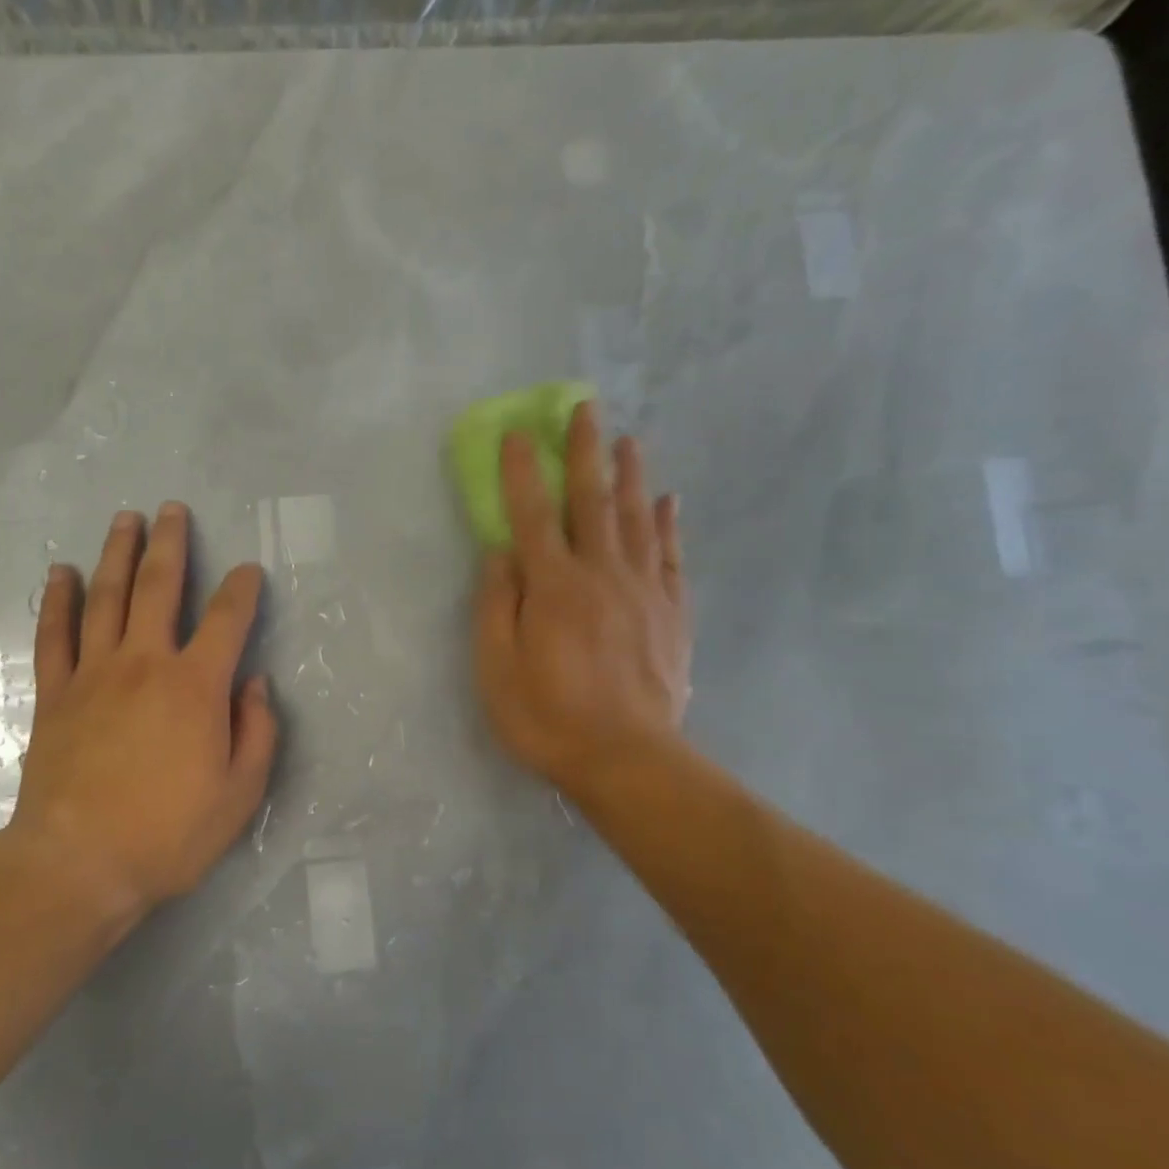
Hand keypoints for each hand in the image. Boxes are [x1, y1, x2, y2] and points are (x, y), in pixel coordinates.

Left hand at [9, 503, 277, 915]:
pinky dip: (58, 600)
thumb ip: (257, 731)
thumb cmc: (169, 834)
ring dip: (116, 554)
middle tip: (171, 510)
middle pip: (158, 587)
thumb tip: (256, 684)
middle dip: (169, 544)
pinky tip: (61, 573)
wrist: (78, 864)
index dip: (242, 589)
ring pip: (106, 597)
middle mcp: (145, 663)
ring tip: (125, 519)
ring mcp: (94, 674)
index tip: (248, 570)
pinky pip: (55, 635)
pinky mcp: (55, 694)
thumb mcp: (240, 793)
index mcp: (196, 686)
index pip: (226, 619)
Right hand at [474, 401, 692, 799]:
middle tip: (585, 407)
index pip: (532, 514)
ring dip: (631, 475)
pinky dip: (669, 525)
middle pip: (592, 501)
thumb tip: (499, 553)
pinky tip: (670, 501)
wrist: (629, 761)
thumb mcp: (496, 668)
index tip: (517, 432)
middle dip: (585, 451)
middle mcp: (601, 574)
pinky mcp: (672, 614)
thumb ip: (496, 605)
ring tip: (628, 439)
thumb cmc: (547, 717)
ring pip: (638, 519)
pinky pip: (671, 557)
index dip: (522, 471)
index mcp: (554, 586)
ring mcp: (644, 591)